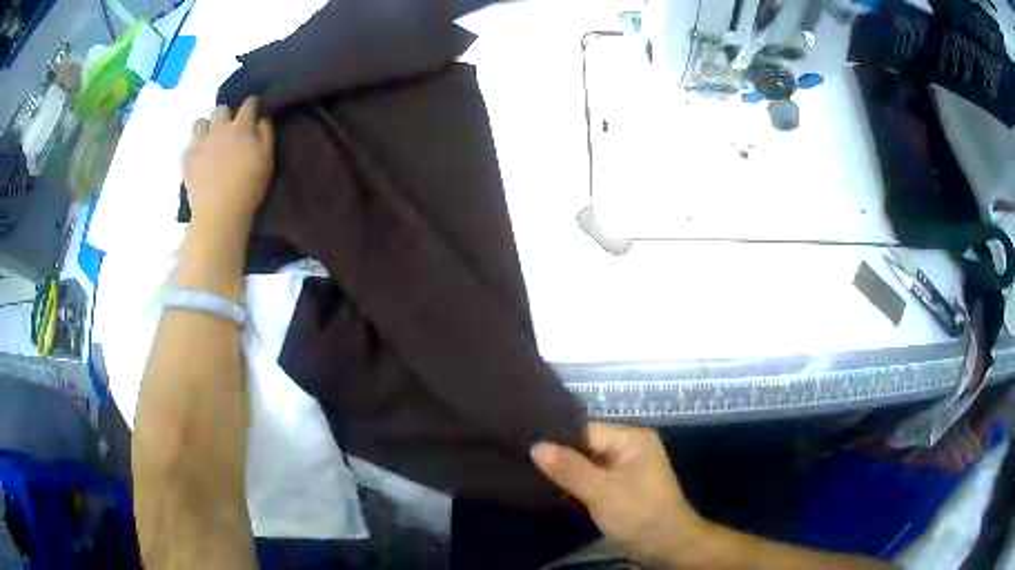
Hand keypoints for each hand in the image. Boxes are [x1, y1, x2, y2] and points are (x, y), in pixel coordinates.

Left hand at [183, 96, 274, 235]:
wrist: (218, 214)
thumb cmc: (248, 187)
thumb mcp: (267, 159)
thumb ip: (265, 134)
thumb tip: (262, 118)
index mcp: (240, 127)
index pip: (248, 105)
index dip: (252, 103)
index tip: (255, 106)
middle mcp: (218, 129)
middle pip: (221, 110)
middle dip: (226, 115)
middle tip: (230, 128)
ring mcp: (199, 143)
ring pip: (201, 122)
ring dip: (207, 127)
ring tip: (211, 140)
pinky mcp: (186, 159)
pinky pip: (189, 145)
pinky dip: (195, 147)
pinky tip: (200, 158)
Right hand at [531, 423, 706, 567]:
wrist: (667, 545)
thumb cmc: (637, 513)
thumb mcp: (600, 491)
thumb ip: (568, 468)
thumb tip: (536, 446)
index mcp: (632, 438)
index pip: (586, 431)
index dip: (558, 441)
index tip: (526, 448)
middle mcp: (632, 447)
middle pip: (587, 447)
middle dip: (561, 459)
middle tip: (525, 465)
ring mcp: (629, 468)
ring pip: (590, 465)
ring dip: (568, 474)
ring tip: (533, 477)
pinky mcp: (625, 487)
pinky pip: (596, 479)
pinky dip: (579, 485)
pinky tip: (555, 491)